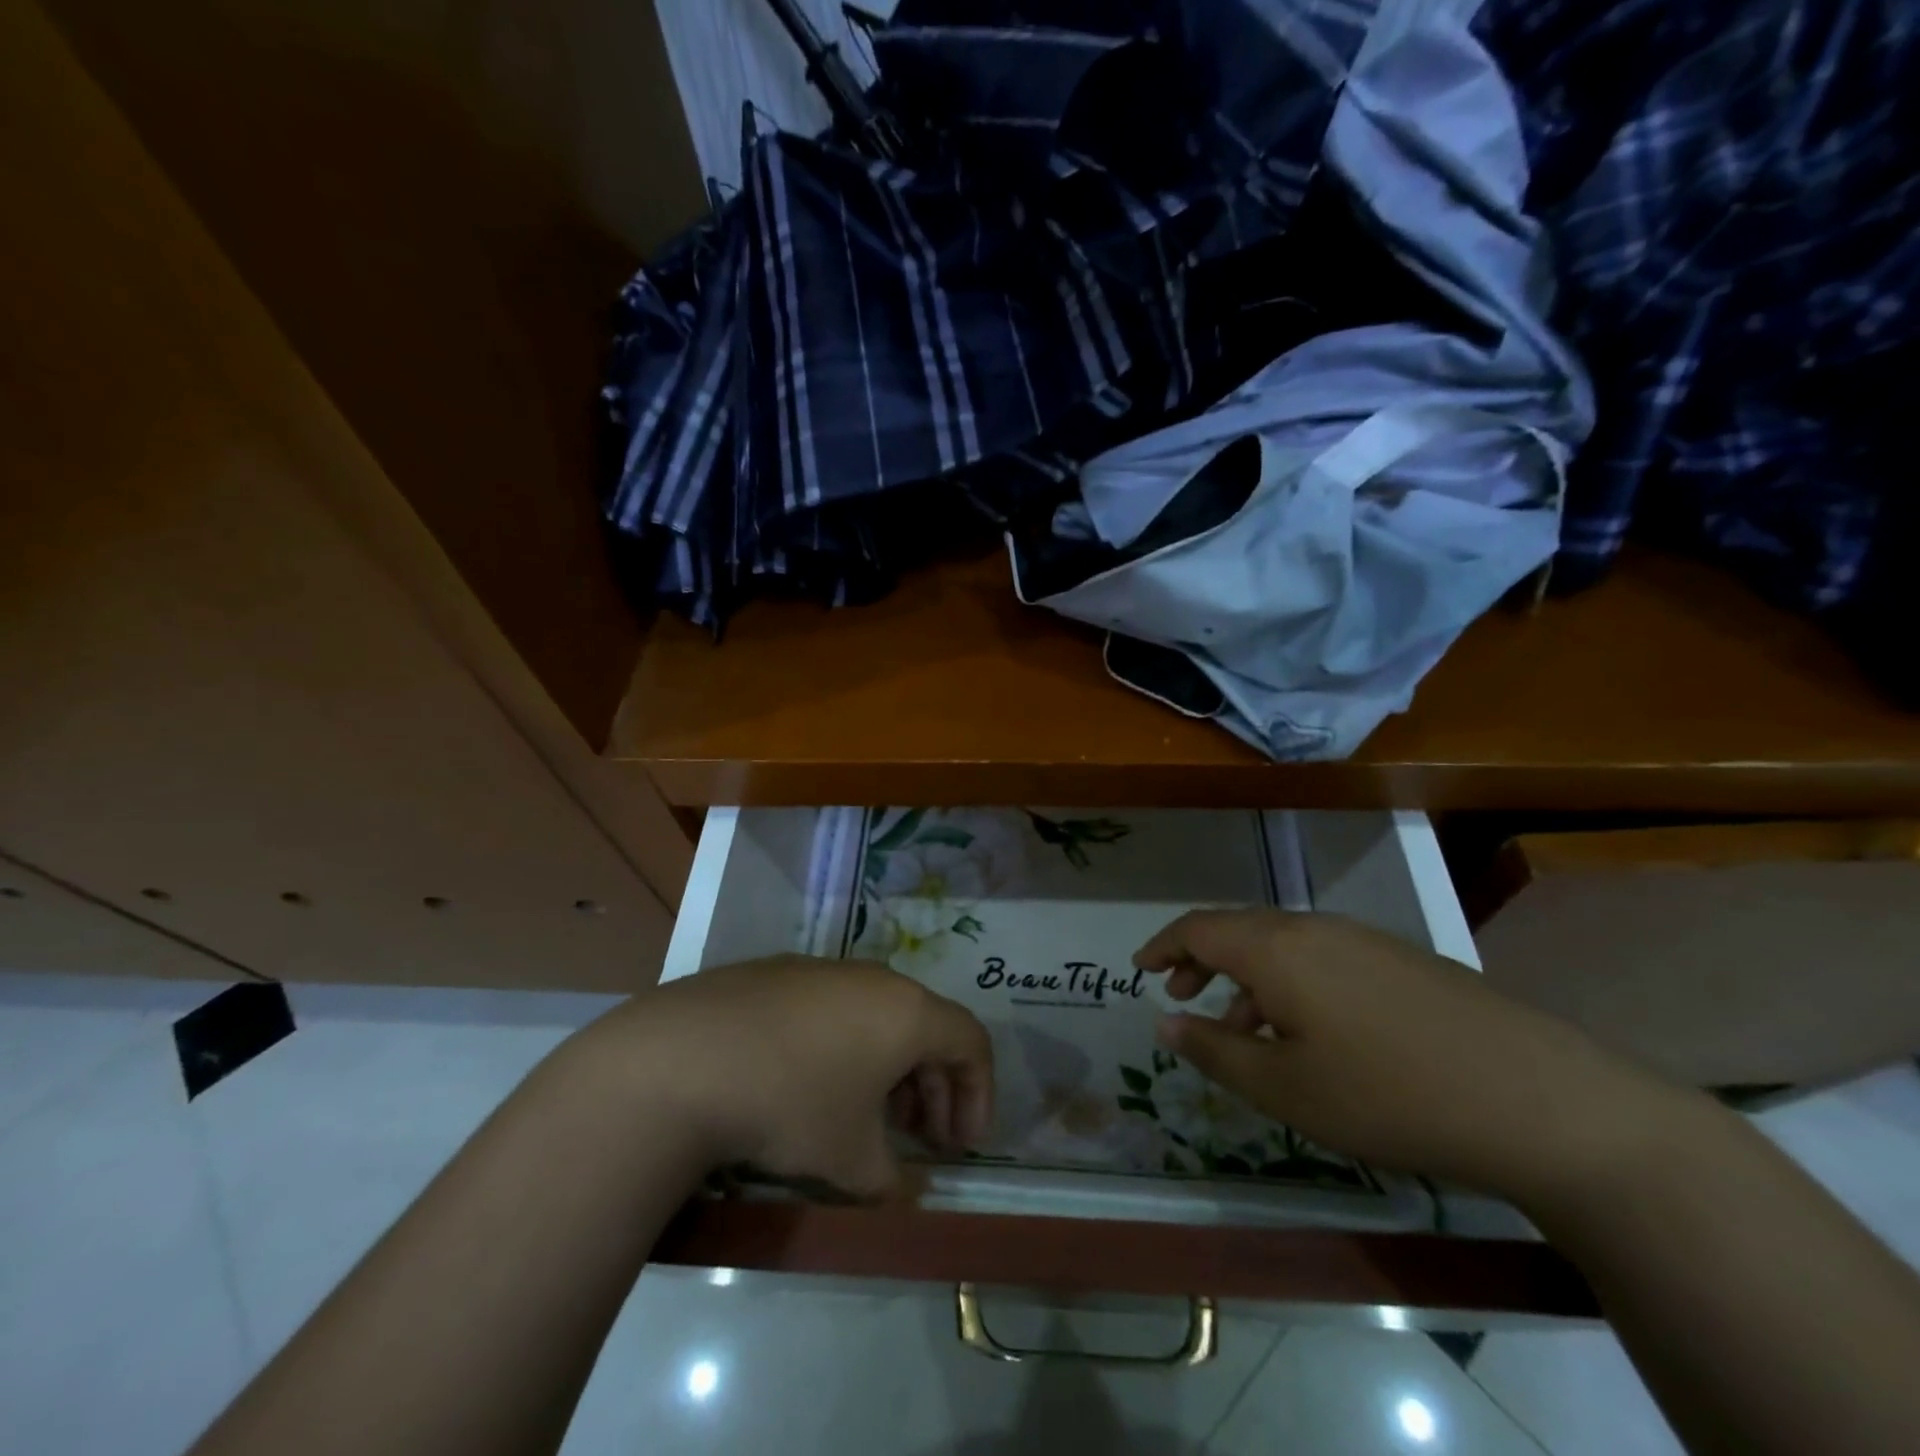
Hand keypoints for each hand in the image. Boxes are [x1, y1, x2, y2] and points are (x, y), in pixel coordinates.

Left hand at [593, 958, 994, 1200]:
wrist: (684, 1060)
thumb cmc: (791, 1105)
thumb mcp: (850, 1161)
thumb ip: (892, 1182)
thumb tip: (906, 1196)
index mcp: (907, 1011)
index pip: (971, 1041)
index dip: (979, 1094)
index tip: (960, 1146)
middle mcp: (873, 978)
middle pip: (926, 1026)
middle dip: (935, 1085)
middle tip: (921, 1136)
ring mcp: (823, 969)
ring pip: (878, 1015)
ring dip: (889, 1066)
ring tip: (867, 1114)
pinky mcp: (778, 972)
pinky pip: (834, 1008)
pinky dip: (844, 1045)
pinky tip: (810, 1084)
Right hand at [1137, 911, 1693, 1205]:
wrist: (1540, 1100)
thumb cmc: (1389, 1095)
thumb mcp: (1286, 1088)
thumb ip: (1215, 1051)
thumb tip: (1164, 1022)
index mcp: (1276, 948)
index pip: (1199, 927)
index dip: (1163, 946)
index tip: (1140, 970)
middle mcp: (1315, 928)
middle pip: (1240, 928)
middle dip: (1202, 959)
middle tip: (1182, 996)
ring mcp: (1365, 939)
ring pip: (1283, 944)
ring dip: (1248, 976)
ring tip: (1243, 1030)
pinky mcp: (1403, 960)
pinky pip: (1322, 957)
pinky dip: (1292, 982)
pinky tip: (1310, 1032)